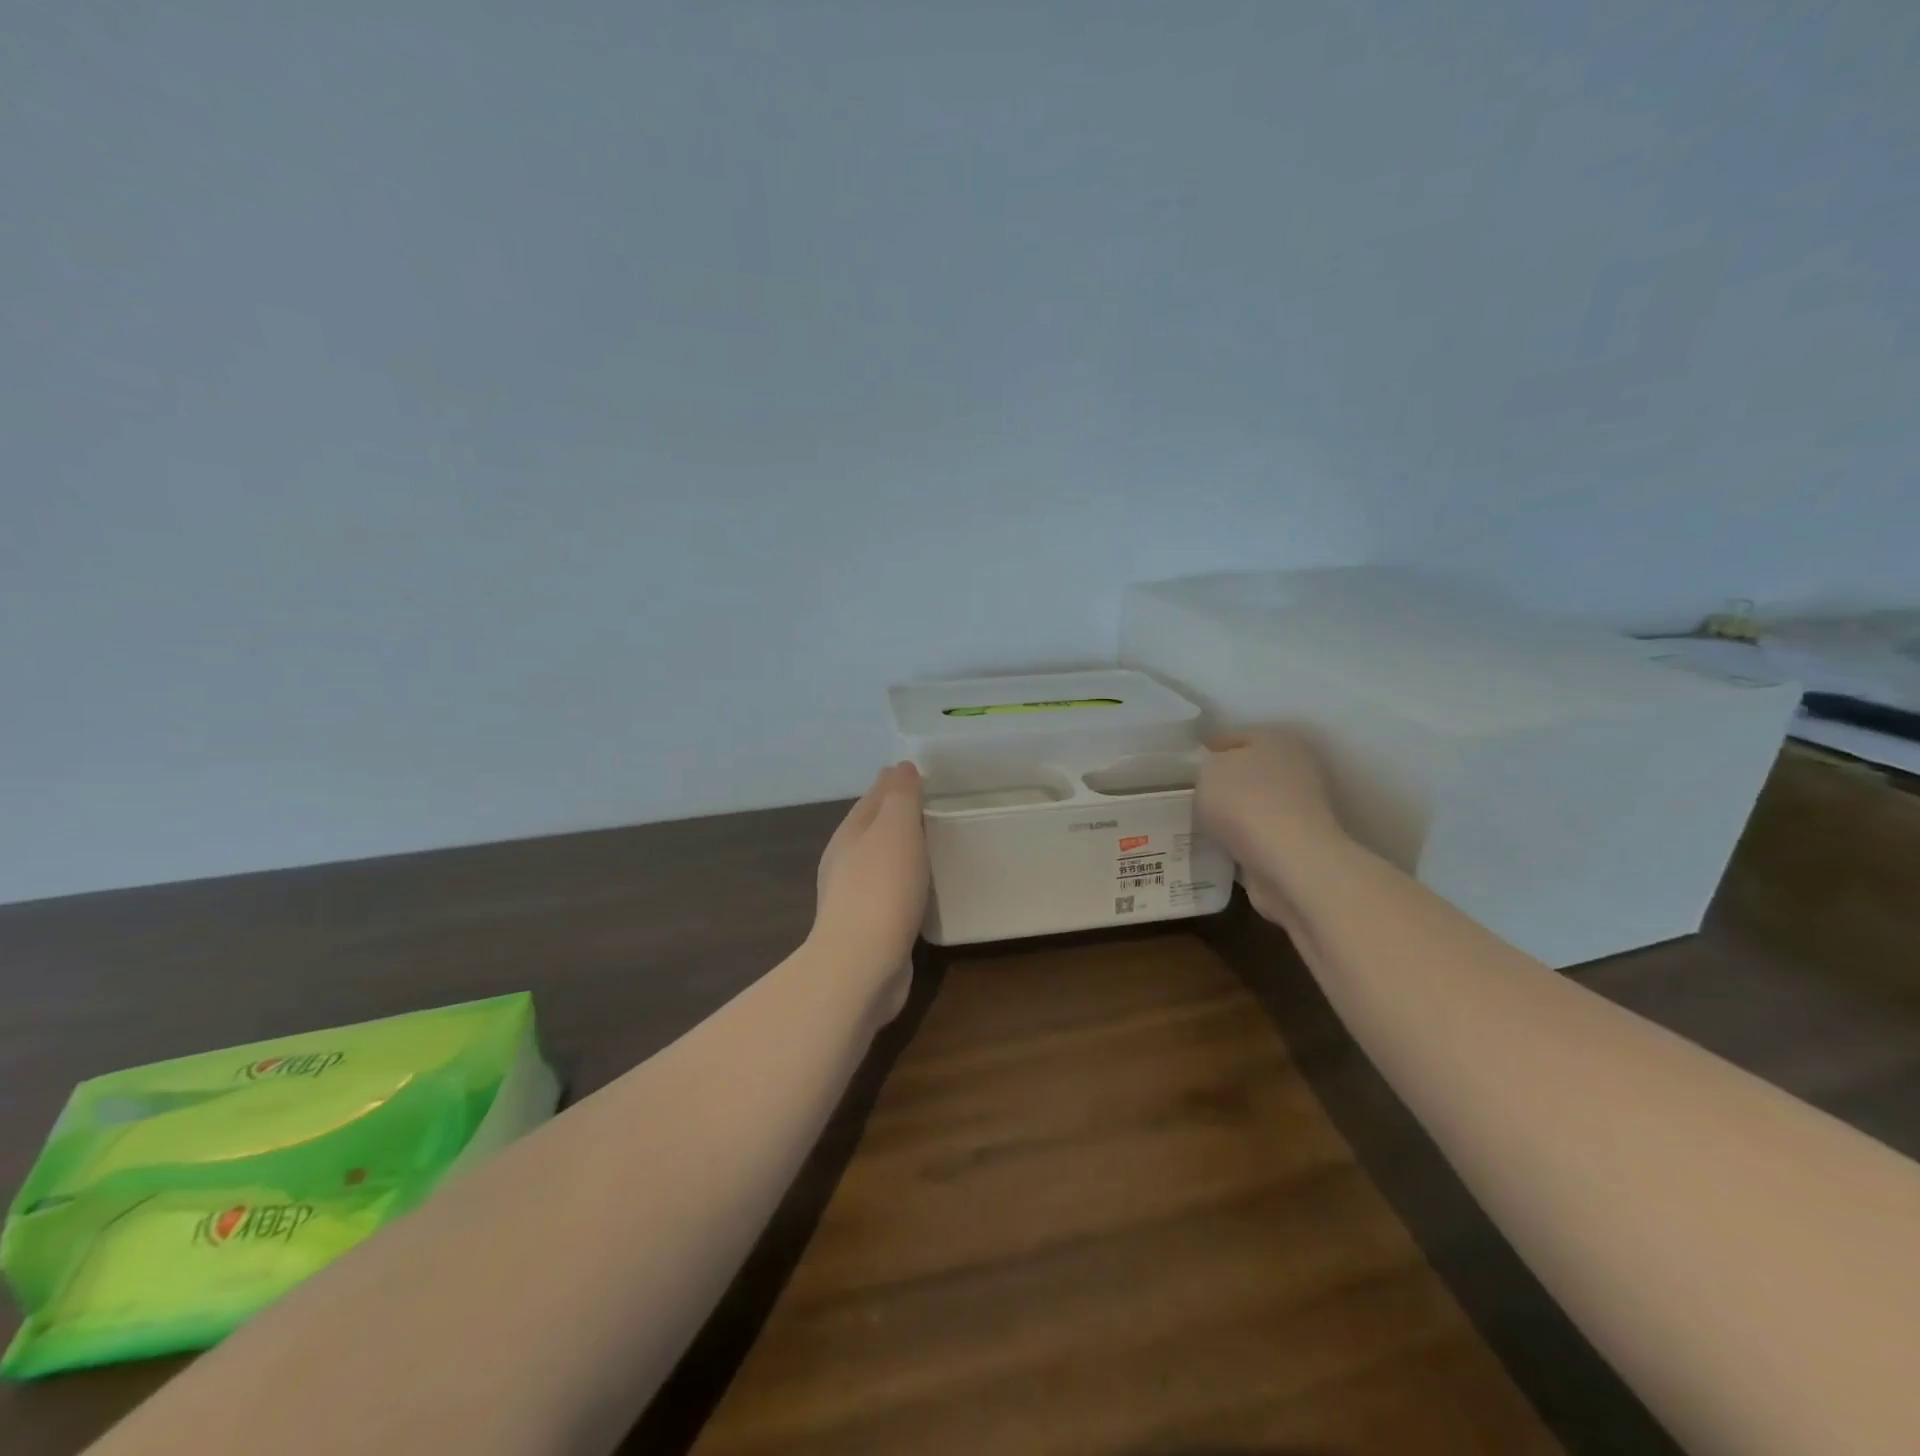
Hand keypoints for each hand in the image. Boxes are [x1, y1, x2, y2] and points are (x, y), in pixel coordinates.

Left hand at [810, 762, 928, 1006]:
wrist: (861, 965)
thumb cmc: (882, 888)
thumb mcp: (896, 829)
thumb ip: (901, 796)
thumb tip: (901, 767)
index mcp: (849, 834)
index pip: (873, 798)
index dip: (894, 784)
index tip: (920, 774)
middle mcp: (846, 862)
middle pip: (874, 829)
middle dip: (897, 816)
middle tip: (932, 806)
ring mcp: (854, 897)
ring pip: (881, 862)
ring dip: (901, 851)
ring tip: (933, 844)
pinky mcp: (869, 928)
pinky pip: (891, 893)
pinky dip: (905, 882)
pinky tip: (922, 889)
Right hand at [1196, 731, 1343, 926]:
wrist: (1289, 862)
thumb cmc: (1246, 802)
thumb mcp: (1208, 770)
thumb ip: (1206, 766)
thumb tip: (1212, 776)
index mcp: (1275, 740)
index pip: (1230, 737)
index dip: (1203, 750)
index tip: (1179, 767)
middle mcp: (1293, 768)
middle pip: (1244, 772)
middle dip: (1218, 783)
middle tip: (1185, 795)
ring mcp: (1298, 808)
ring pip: (1250, 805)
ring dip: (1228, 814)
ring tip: (1194, 823)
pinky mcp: (1295, 843)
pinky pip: (1254, 836)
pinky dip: (1237, 840)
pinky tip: (1213, 845)